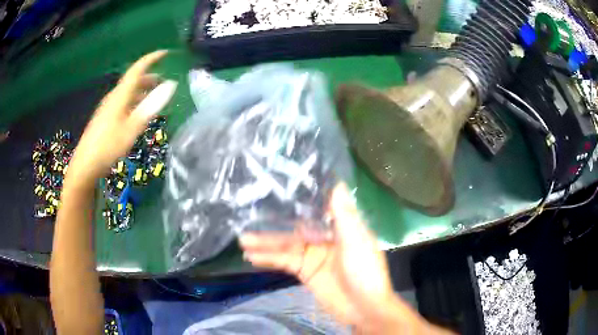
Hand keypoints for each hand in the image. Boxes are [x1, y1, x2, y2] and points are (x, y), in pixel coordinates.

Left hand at [66, 50, 176, 186]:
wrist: (85, 165)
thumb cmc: (108, 146)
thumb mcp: (132, 127)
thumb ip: (151, 106)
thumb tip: (171, 85)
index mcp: (120, 95)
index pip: (137, 69)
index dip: (151, 59)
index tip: (165, 53)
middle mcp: (113, 97)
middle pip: (132, 80)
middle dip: (149, 77)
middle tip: (163, 81)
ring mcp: (107, 108)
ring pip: (127, 93)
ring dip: (141, 91)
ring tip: (153, 97)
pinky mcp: (105, 119)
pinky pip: (122, 103)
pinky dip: (134, 102)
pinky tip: (137, 113)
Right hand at [240, 184, 432, 333]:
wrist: (363, 309)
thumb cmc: (365, 273)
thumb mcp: (356, 242)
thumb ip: (344, 215)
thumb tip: (337, 184)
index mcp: (339, 227)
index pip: (314, 209)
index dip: (295, 202)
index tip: (275, 190)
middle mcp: (324, 238)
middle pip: (294, 229)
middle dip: (272, 226)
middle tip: (247, 219)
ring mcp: (312, 255)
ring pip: (285, 246)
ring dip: (264, 244)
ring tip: (242, 240)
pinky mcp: (305, 271)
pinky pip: (284, 262)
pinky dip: (268, 259)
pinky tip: (252, 257)